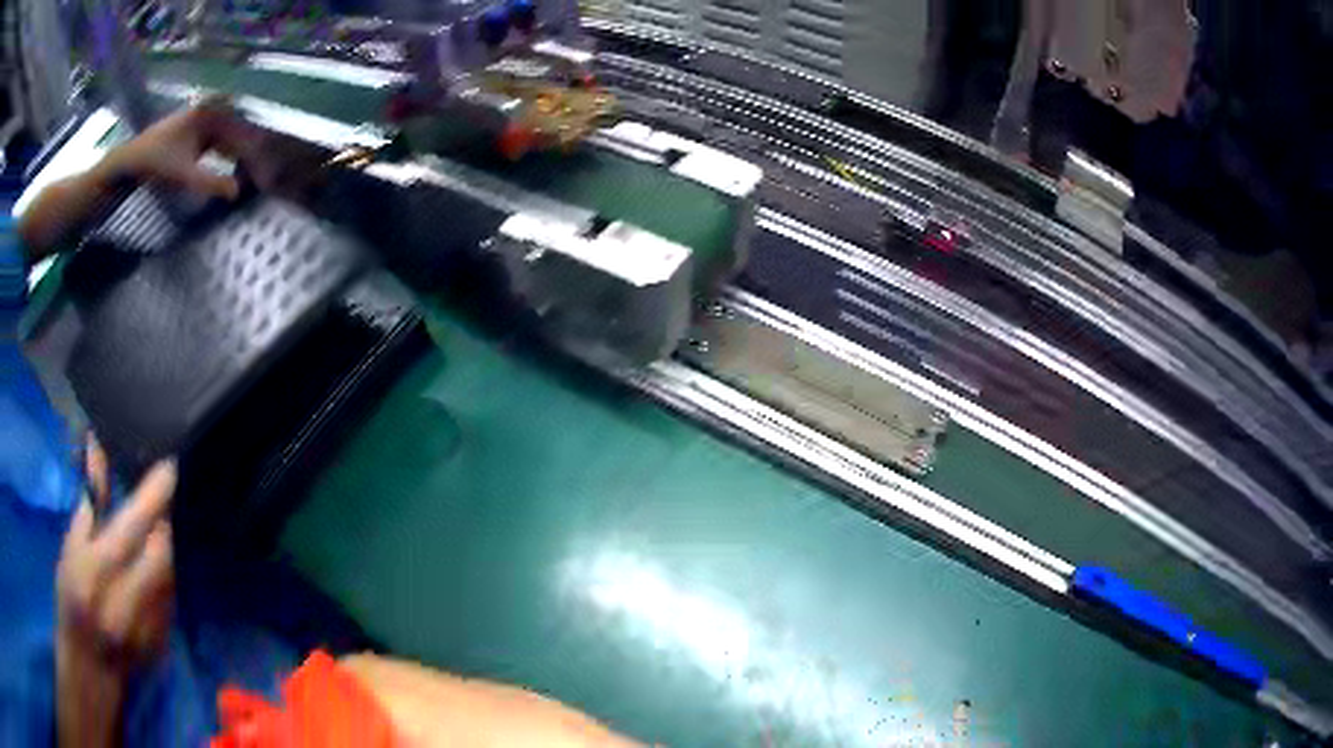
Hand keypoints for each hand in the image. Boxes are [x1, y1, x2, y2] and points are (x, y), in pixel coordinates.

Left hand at [19, 100, 252, 258]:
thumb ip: (210, 182)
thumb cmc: (152, 165)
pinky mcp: (192, 135)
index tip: (268, 182)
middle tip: (265, 184)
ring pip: (230, 141)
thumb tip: (239, 193)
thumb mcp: (182, 175)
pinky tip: (231, 175)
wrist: (125, 164)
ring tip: (253, 181)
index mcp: (212, 113)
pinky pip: (218, 146)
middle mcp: (211, 112)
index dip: (256, 160)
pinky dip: (227, 160)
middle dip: (253, 159)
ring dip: (241, 160)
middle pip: (239, 136)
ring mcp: (201, 122)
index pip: (242, 135)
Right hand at [55, 438, 176, 747]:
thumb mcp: (70, 551)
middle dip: (163, 524)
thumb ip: (89, 507)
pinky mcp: (162, 647)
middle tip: (158, 506)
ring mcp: (148, 632)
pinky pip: (171, 603)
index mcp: (95, 574)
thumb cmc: (71, 602)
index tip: (169, 467)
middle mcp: (125, 604)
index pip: (129, 529)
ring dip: (165, 551)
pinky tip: (151, 571)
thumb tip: (98, 450)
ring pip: (170, 578)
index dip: (153, 497)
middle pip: (161, 553)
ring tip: (154, 534)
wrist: (91, 668)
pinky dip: (165, 580)